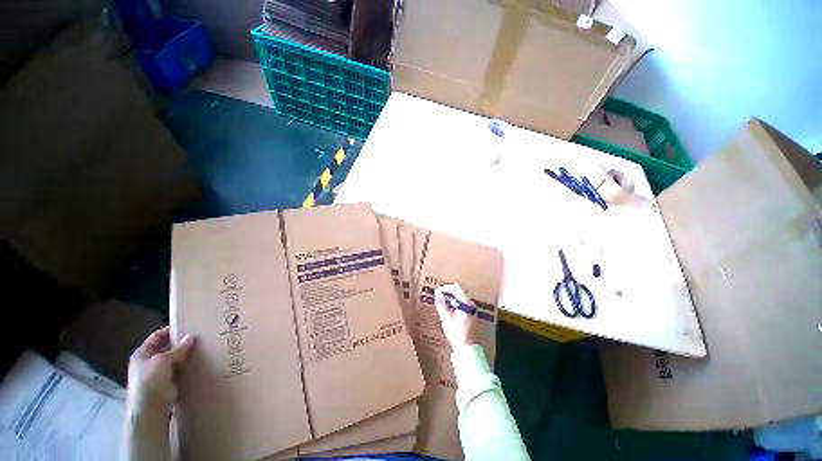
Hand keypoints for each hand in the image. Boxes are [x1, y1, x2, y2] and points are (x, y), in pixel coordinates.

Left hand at [127, 326, 195, 409]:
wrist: (150, 406)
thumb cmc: (150, 379)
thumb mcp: (163, 360)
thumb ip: (177, 349)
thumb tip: (191, 336)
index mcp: (142, 353)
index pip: (156, 337)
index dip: (169, 331)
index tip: (186, 326)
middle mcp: (149, 361)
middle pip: (166, 347)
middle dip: (180, 343)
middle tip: (197, 337)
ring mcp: (159, 372)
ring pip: (174, 358)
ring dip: (185, 354)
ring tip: (201, 347)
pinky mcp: (168, 381)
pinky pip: (179, 369)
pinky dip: (187, 365)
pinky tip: (198, 361)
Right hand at [434, 284, 481, 347]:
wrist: (468, 350)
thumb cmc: (457, 334)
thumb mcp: (446, 318)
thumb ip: (441, 304)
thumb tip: (437, 293)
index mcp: (466, 303)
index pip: (456, 288)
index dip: (445, 288)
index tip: (437, 292)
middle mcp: (472, 305)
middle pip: (459, 293)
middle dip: (448, 294)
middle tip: (438, 299)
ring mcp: (474, 311)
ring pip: (461, 299)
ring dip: (451, 300)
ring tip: (442, 306)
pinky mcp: (473, 316)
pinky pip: (464, 306)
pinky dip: (456, 306)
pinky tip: (450, 313)